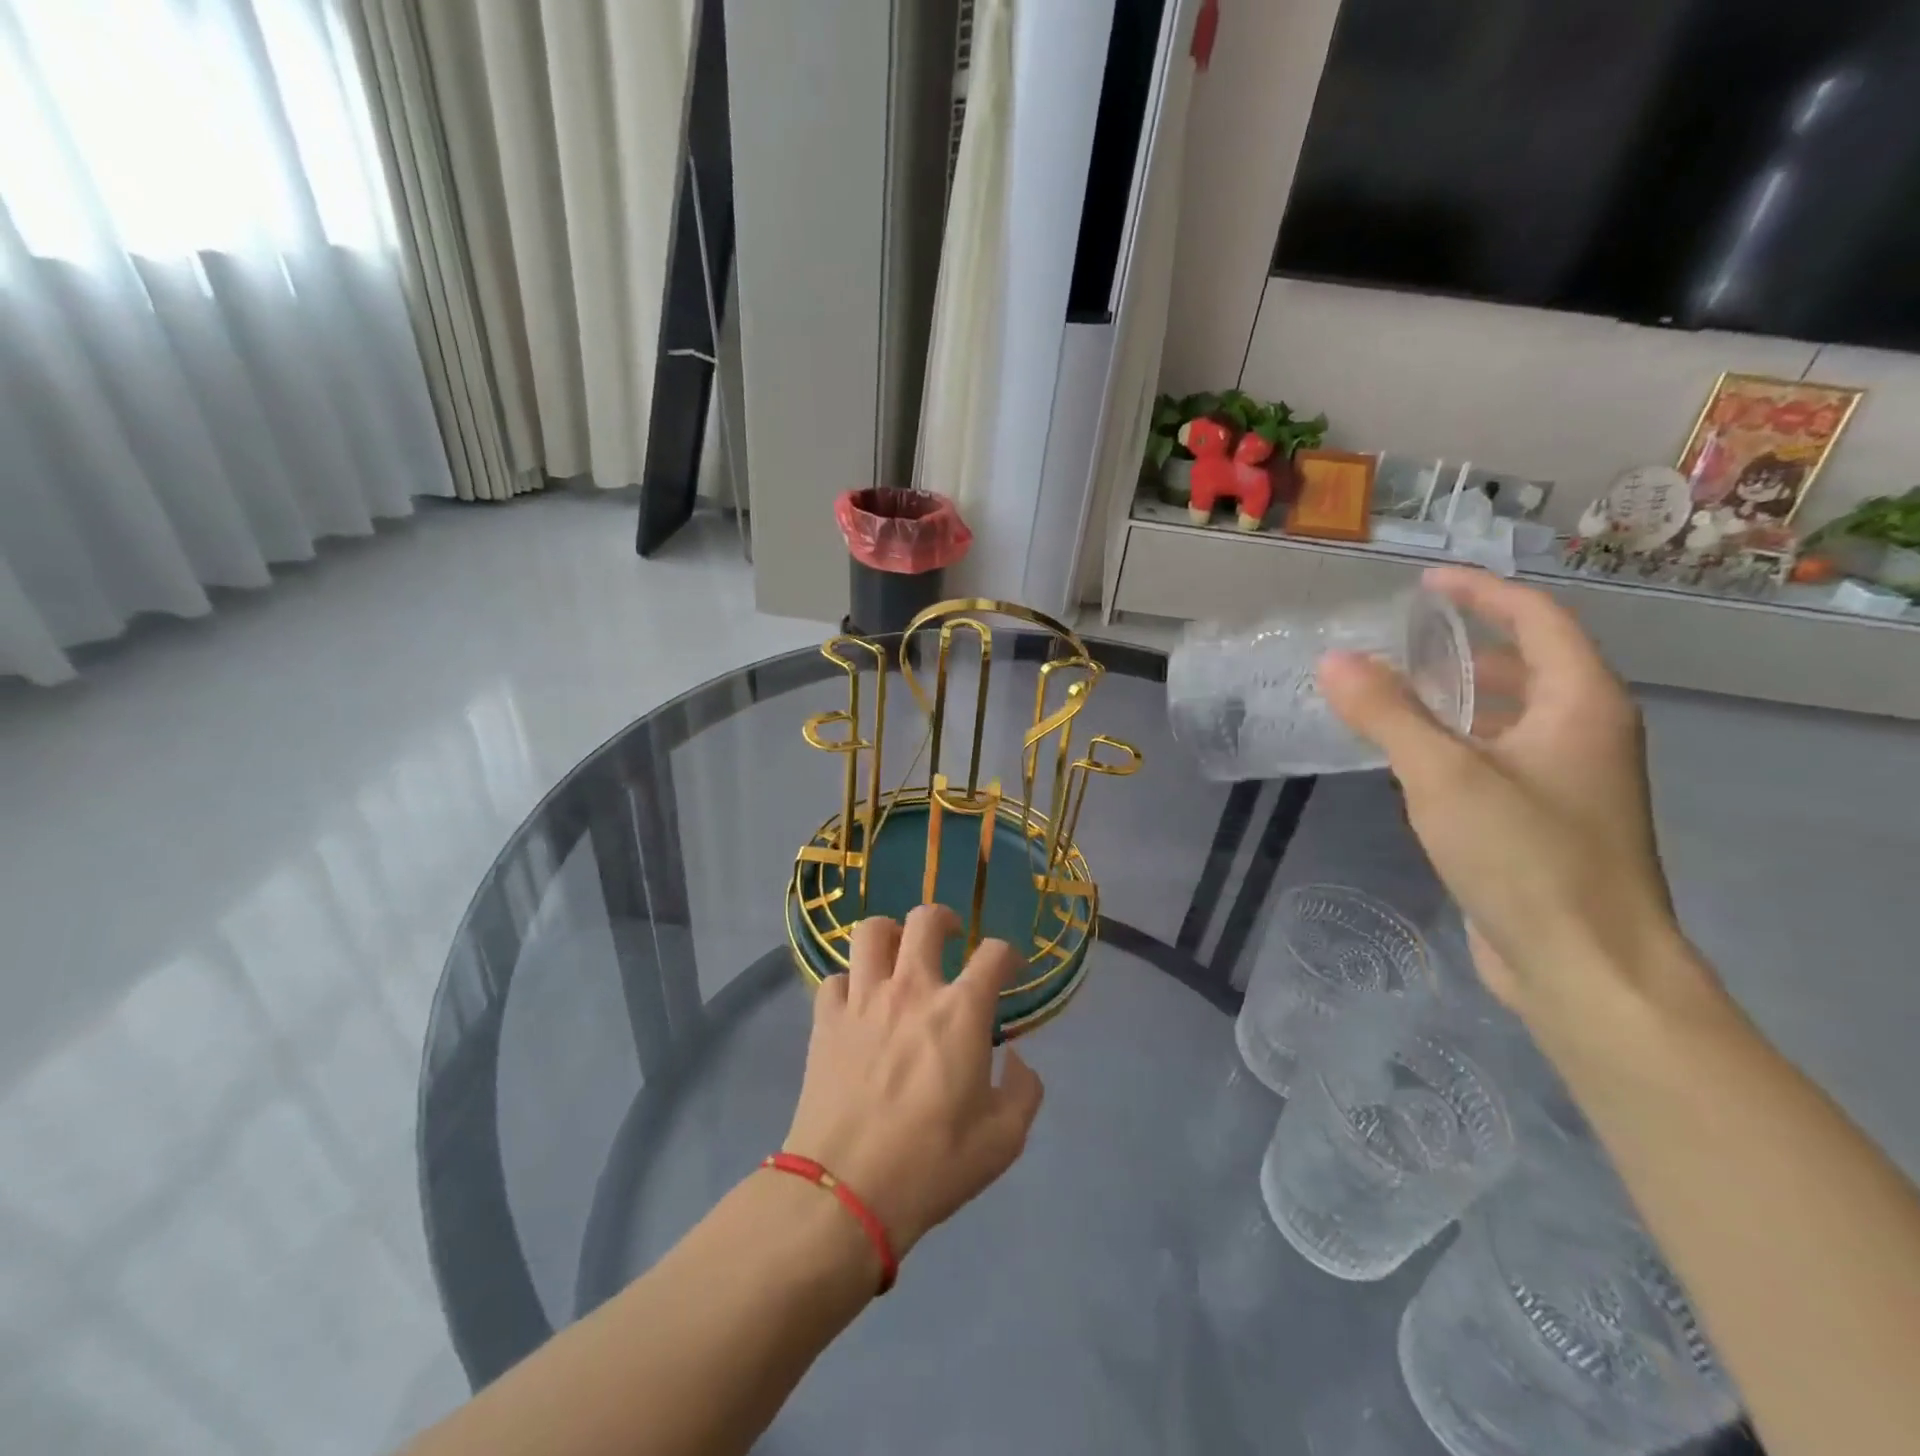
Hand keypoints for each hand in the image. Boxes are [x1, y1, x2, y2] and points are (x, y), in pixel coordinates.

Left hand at [783, 905, 1044, 1258]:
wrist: (845, 1190)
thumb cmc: (932, 1164)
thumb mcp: (1003, 1141)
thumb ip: (1024, 1091)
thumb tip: (1018, 1060)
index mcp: (961, 1011)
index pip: (994, 953)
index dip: (1008, 954)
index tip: (1010, 969)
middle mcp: (912, 989)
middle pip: (926, 919)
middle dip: (944, 920)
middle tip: (950, 939)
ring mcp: (863, 999)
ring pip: (871, 931)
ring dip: (890, 935)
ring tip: (898, 955)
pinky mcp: (826, 1019)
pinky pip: (835, 978)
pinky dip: (850, 983)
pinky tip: (858, 1004)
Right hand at [1317, 567, 1711, 1025]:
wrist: (1586, 968)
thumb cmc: (1526, 857)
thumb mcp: (1444, 775)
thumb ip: (1387, 713)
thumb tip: (1333, 660)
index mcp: (1582, 705)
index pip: (1537, 620)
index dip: (1481, 592)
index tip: (1424, 583)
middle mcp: (1585, 733)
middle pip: (1529, 665)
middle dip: (1467, 645)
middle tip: (1400, 640)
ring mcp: (1570, 781)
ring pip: (1512, 715)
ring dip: (1459, 695)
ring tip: (1395, 691)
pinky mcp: (1546, 821)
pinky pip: (1499, 756)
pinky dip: (1458, 741)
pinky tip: (1412, 758)